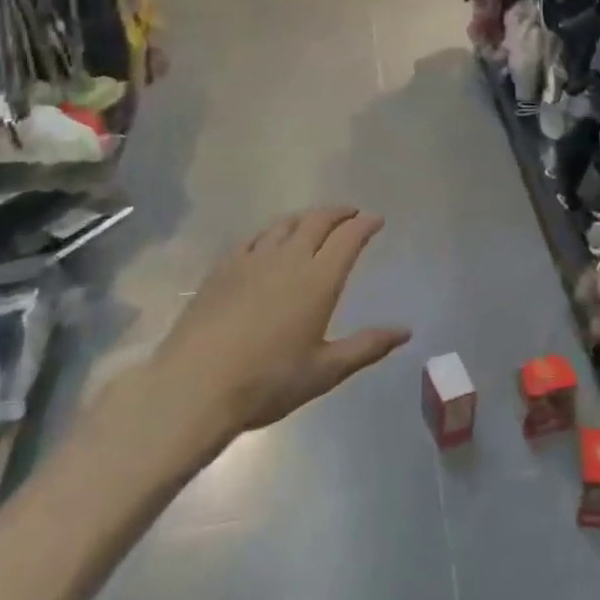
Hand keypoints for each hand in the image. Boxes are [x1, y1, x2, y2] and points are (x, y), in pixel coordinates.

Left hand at [147, 208, 410, 441]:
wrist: (194, 387)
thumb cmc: (267, 382)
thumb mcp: (324, 372)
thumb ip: (366, 347)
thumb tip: (405, 331)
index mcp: (319, 279)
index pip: (349, 237)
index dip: (365, 224)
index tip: (376, 220)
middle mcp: (289, 258)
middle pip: (318, 220)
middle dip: (339, 212)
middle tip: (351, 214)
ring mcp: (252, 259)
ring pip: (285, 223)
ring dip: (306, 217)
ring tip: (314, 221)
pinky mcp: (223, 267)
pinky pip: (253, 237)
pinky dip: (272, 231)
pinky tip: (269, 240)